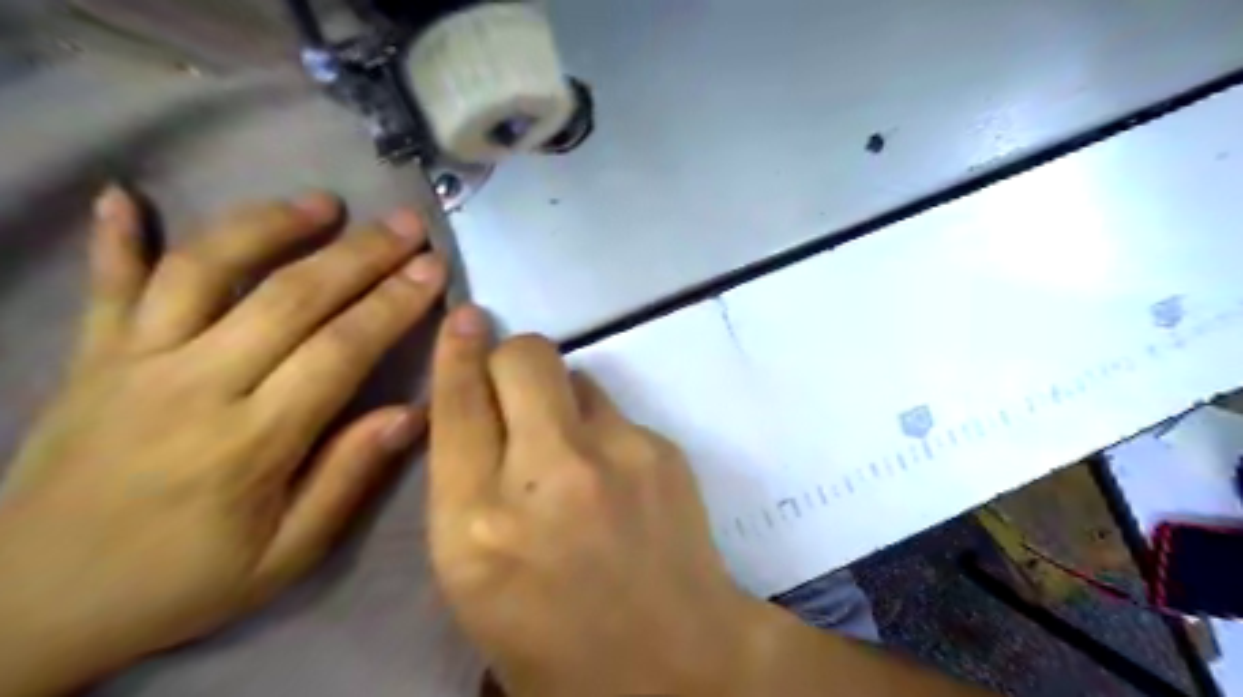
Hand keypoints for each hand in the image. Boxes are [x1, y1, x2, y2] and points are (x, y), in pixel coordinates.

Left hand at [1, 184, 447, 696]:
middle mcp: (194, 386)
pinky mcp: (89, 358)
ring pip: (205, 271)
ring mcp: (133, 363)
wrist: (26, 609)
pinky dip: (115, 237)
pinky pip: (104, 286)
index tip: (433, 268)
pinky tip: (128, 195)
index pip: (340, 350)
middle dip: (359, 254)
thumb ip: (348, 478)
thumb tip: (413, 413)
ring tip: (322, 202)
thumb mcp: (285, 555)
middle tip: (406, 223)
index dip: (393, 304)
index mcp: (251, 441)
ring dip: (268, 227)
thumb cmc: (180, 581)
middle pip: (290, 298)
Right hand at [434, 314, 772, 693]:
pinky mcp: (661, 449)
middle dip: (512, 356)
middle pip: (523, 358)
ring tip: (574, 447)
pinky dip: (603, 429)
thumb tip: (481, 418)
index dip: (456, 353)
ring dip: (561, 397)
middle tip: (516, 384)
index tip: (464, 319)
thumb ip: (468, 491)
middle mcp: (545, 475)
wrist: (676, 663)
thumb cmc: (556, 641)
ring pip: (575, 375)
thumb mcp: (477, 579)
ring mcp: (614, 455)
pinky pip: (616, 410)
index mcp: (477, 525)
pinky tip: (617, 477)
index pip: (456, 406)